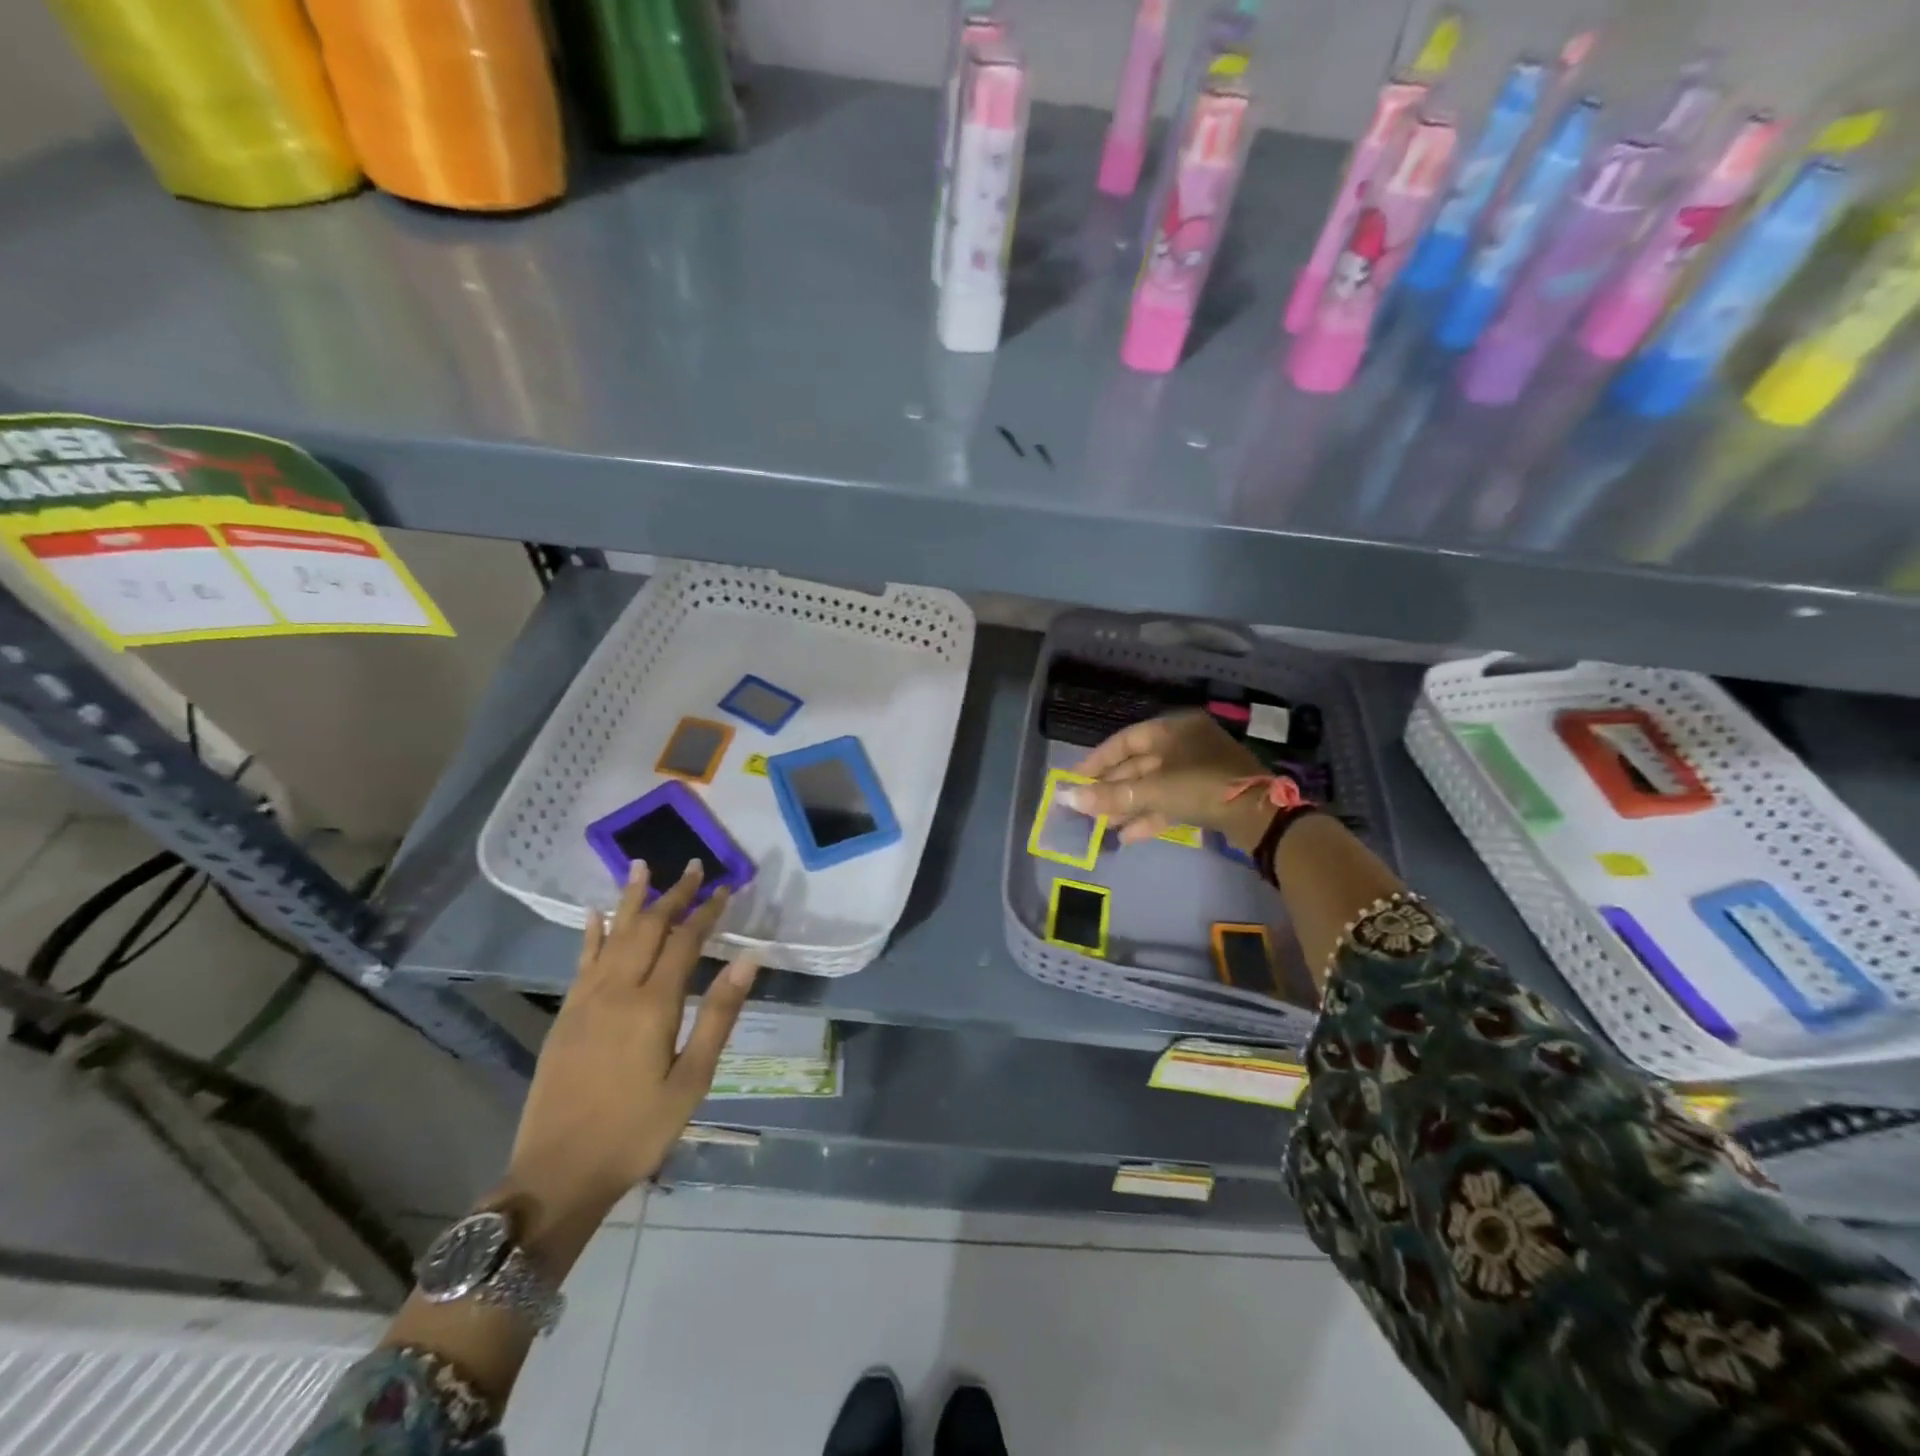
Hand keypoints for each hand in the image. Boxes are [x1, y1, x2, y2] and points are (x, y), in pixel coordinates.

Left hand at [495, 861, 758, 1253]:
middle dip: (672, 894)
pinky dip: (591, 933)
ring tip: (641, 866)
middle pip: (647, 928)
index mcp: (652, 1005)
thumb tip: (748, 961)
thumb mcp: (692, 1080)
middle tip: (693, 866)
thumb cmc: (637, 1131)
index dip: (706, 912)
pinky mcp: (566, 1015)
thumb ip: (718, 1016)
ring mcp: (585, 1001)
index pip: (684, 942)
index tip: (725, 887)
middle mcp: (616, 991)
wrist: (557, 1174)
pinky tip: (594, 914)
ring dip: (631, 899)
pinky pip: (582, 961)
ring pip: (612, 935)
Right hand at [1067, 711, 1273, 852]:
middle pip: (1139, 764)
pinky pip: (1170, 801)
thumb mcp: (1152, 790)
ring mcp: (1199, 769)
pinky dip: (1150, 816)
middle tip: (1087, 806)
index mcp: (1173, 729)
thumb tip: (1069, 799)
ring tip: (1103, 825)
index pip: (1126, 740)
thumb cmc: (1201, 787)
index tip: (1077, 778)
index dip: (1098, 760)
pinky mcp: (1208, 794)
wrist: (1259, 815)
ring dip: (1128, 805)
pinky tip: (1128, 836)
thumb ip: (1110, 795)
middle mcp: (1185, 743)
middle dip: (1112, 788)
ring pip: (1154, 786)